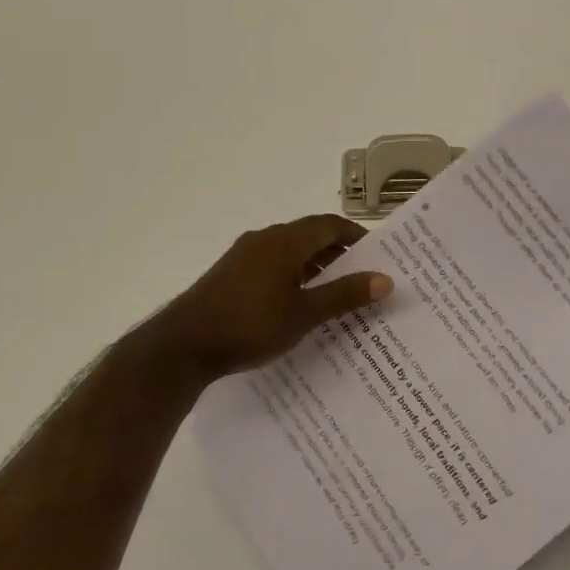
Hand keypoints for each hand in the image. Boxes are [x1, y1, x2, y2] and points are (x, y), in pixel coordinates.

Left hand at [147, 215, 393, 381]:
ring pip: (289, 252)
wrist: (184, 344)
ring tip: (336, 294)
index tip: (377, 256)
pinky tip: (298, 305)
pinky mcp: (230, 275)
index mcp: (285, 240)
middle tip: (362, 278)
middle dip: (338, 254)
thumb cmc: (250, 324)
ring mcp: (244, 256)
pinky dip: (293, 276)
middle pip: (309, 236)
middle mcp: (264, 239)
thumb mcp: (304, 313)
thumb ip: (344, 295)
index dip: (355, 236)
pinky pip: (272, 265)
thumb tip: (385, 280)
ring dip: (314, 266)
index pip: (329, 225)